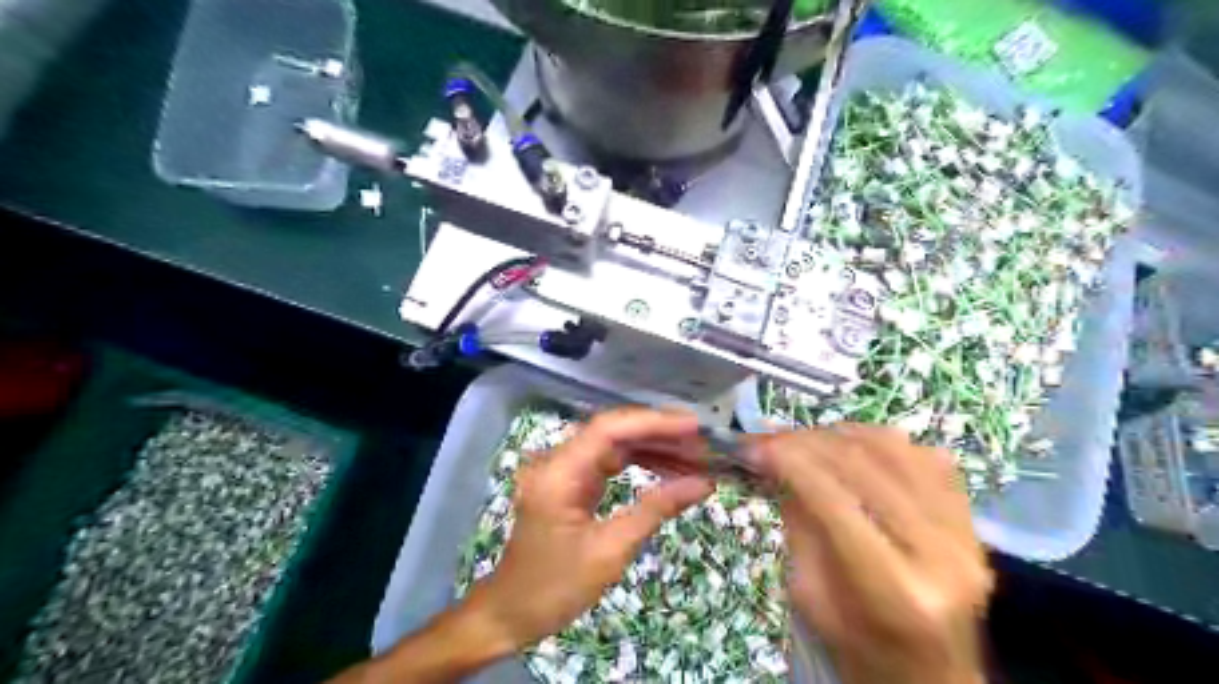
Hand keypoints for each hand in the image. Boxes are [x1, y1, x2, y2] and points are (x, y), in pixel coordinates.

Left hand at [467, 408, 715, 652]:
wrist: (512, 613)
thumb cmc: (556, 587)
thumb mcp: (611, 551)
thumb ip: (656, 509)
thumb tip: (703, 483)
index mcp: (559, 473)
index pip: (609, 430)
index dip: (653, 423)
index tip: (694, 427)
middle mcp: (558, 461)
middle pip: (614, 431)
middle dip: (660, 433)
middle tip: (703, 442)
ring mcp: (564, 470)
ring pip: (615, 444)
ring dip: (654, 447)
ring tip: (696, 455)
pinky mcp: (571, 482)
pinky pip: (610, 462)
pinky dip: (640, 463)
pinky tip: (670, 467)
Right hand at [755, 421, 999, 683]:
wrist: (929, 676)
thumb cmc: (858, 649)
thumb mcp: (809, 597)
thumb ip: (799, 525)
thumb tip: (779, 464)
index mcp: (895, 590)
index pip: (834, 500)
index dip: (789, 462)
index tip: (753, 446)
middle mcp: (941, 554)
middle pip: (864, 466)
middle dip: (806, 442)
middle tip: (770, 439)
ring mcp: (965, 532)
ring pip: (895, 450)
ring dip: (839, 435)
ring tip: (805, 441)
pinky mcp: (972, 520)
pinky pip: (922, 455)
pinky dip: (878, 441)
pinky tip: (850, 448)